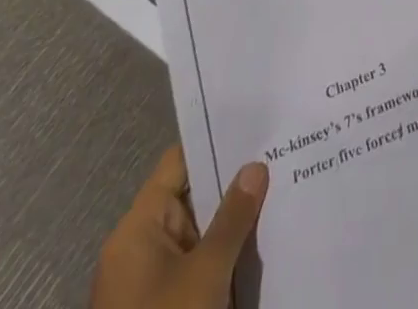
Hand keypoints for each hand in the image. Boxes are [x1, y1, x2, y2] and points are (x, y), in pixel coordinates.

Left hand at [91, 147, 268, 308]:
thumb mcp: (205, 275)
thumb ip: (232, 218)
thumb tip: (254, 166)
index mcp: (137, 229)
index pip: (178, 163)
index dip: (214, 141)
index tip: (256, 125)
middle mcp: (139, 248)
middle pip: (190, 197)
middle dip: (233, 184)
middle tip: (280, 156)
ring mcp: (149, 284)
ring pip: (198, 234)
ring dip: (233, 223)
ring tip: (280, 192)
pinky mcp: (164, 308)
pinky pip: (197, 267)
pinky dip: (225, 256)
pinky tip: (262, 244)